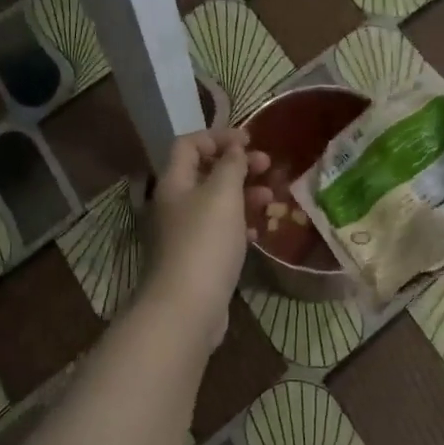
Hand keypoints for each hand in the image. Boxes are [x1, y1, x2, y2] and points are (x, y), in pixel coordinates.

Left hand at [144, 128, 272, 349]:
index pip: (188, 144)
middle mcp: (173, 205)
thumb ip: (231, 166)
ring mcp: (183, 234)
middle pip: (204, 173)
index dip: (218, 137)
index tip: (249, 141)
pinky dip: (239, 226)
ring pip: (215, 204)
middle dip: (237, 166)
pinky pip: (219, 233)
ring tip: (270, 200)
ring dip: (243, 196)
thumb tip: (234, 149)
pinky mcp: (195, 260)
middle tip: (267, 167)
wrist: (186, 307)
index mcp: (173, 183)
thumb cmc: (205, 242)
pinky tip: (258, 234)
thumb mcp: (223, 195)